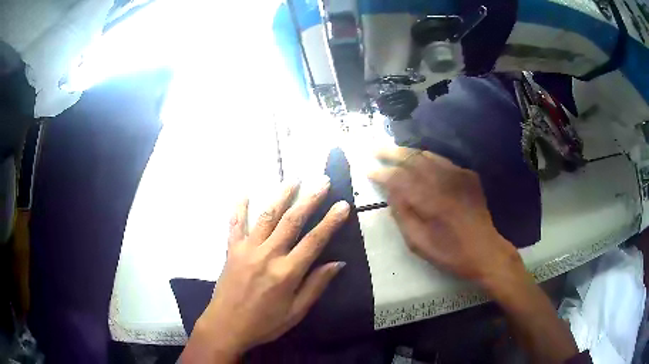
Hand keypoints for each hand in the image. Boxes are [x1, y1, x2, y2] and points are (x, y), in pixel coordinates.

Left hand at [181, 178, 349, 362]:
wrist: (226, 326)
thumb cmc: (265, 323)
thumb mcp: (296, 312)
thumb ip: (316, 285)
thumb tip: (338, 263)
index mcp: (286, 273)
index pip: (314, 240)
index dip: (331, 221)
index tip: (343, 205)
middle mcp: (267, 255)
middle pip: (292, 221)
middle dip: (310, 199)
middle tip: (322, 182)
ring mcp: (247, 249)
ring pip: (267, 216)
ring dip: (281, 196)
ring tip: (294, 179)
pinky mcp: (231, 250)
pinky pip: (235, 224)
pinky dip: (239, 207)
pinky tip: (244, 192)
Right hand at [369, 147, 523, 284]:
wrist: (485, 250)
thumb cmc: (450, 253)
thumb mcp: (419, 243)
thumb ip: (402, 215)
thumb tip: (390, 192)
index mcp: (430, 200)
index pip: (399, 179)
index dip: (381, 173)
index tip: (367, 169)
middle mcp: (444, 181)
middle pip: (413, 159)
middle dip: (391, 153)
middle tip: (374, 149)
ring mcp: (459, 175)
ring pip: (428, 155)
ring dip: (408, 153)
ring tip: (393, 153)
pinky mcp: (468, 175)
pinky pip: (443, 161)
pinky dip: (427, 159)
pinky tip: (420, 163)